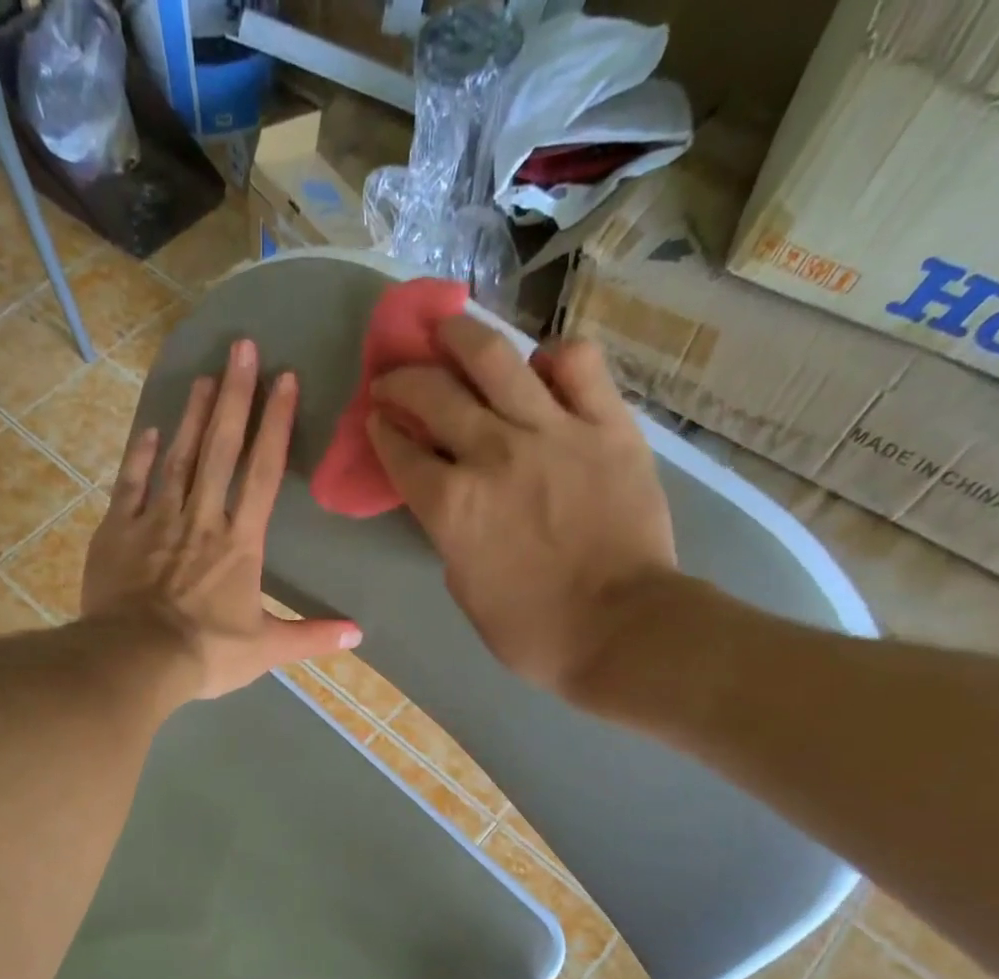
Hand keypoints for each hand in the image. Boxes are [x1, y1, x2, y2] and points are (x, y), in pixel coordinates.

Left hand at [84, 338, 360, 699]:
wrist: (137, 659)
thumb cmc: (207, 654)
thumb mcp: (266, 649)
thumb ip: (312, 636)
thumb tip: (359, 634)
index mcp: (240, 542)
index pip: (263, 472)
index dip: (276, 425)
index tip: (285, 379)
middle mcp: (201, 518)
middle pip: (221, 448)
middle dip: (234, 396)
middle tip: (241, 347)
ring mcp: (156, 520)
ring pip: (179, 457)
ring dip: (193, 416)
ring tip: (204, 375)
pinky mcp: (119, 531)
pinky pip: (131, 484)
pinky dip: (141, 456)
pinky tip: (151, 430)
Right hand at [366, 316, 676, 701]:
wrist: (622, 628)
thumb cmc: (533, 630)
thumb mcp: (466, 589)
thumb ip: (451, 535)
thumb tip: (455, 501)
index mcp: (451, 505)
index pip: (400, 451)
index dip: (381, 430)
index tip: (377, 419)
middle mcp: (492, 453)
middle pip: (432, 393)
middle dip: (401, 380)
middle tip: (394, 378)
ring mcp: (552, 431)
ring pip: (495, 357)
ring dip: (459, 335)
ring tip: (447, 327)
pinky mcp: (606, 424)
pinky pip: (578, 363)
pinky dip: (553, 356)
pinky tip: (541, 365)